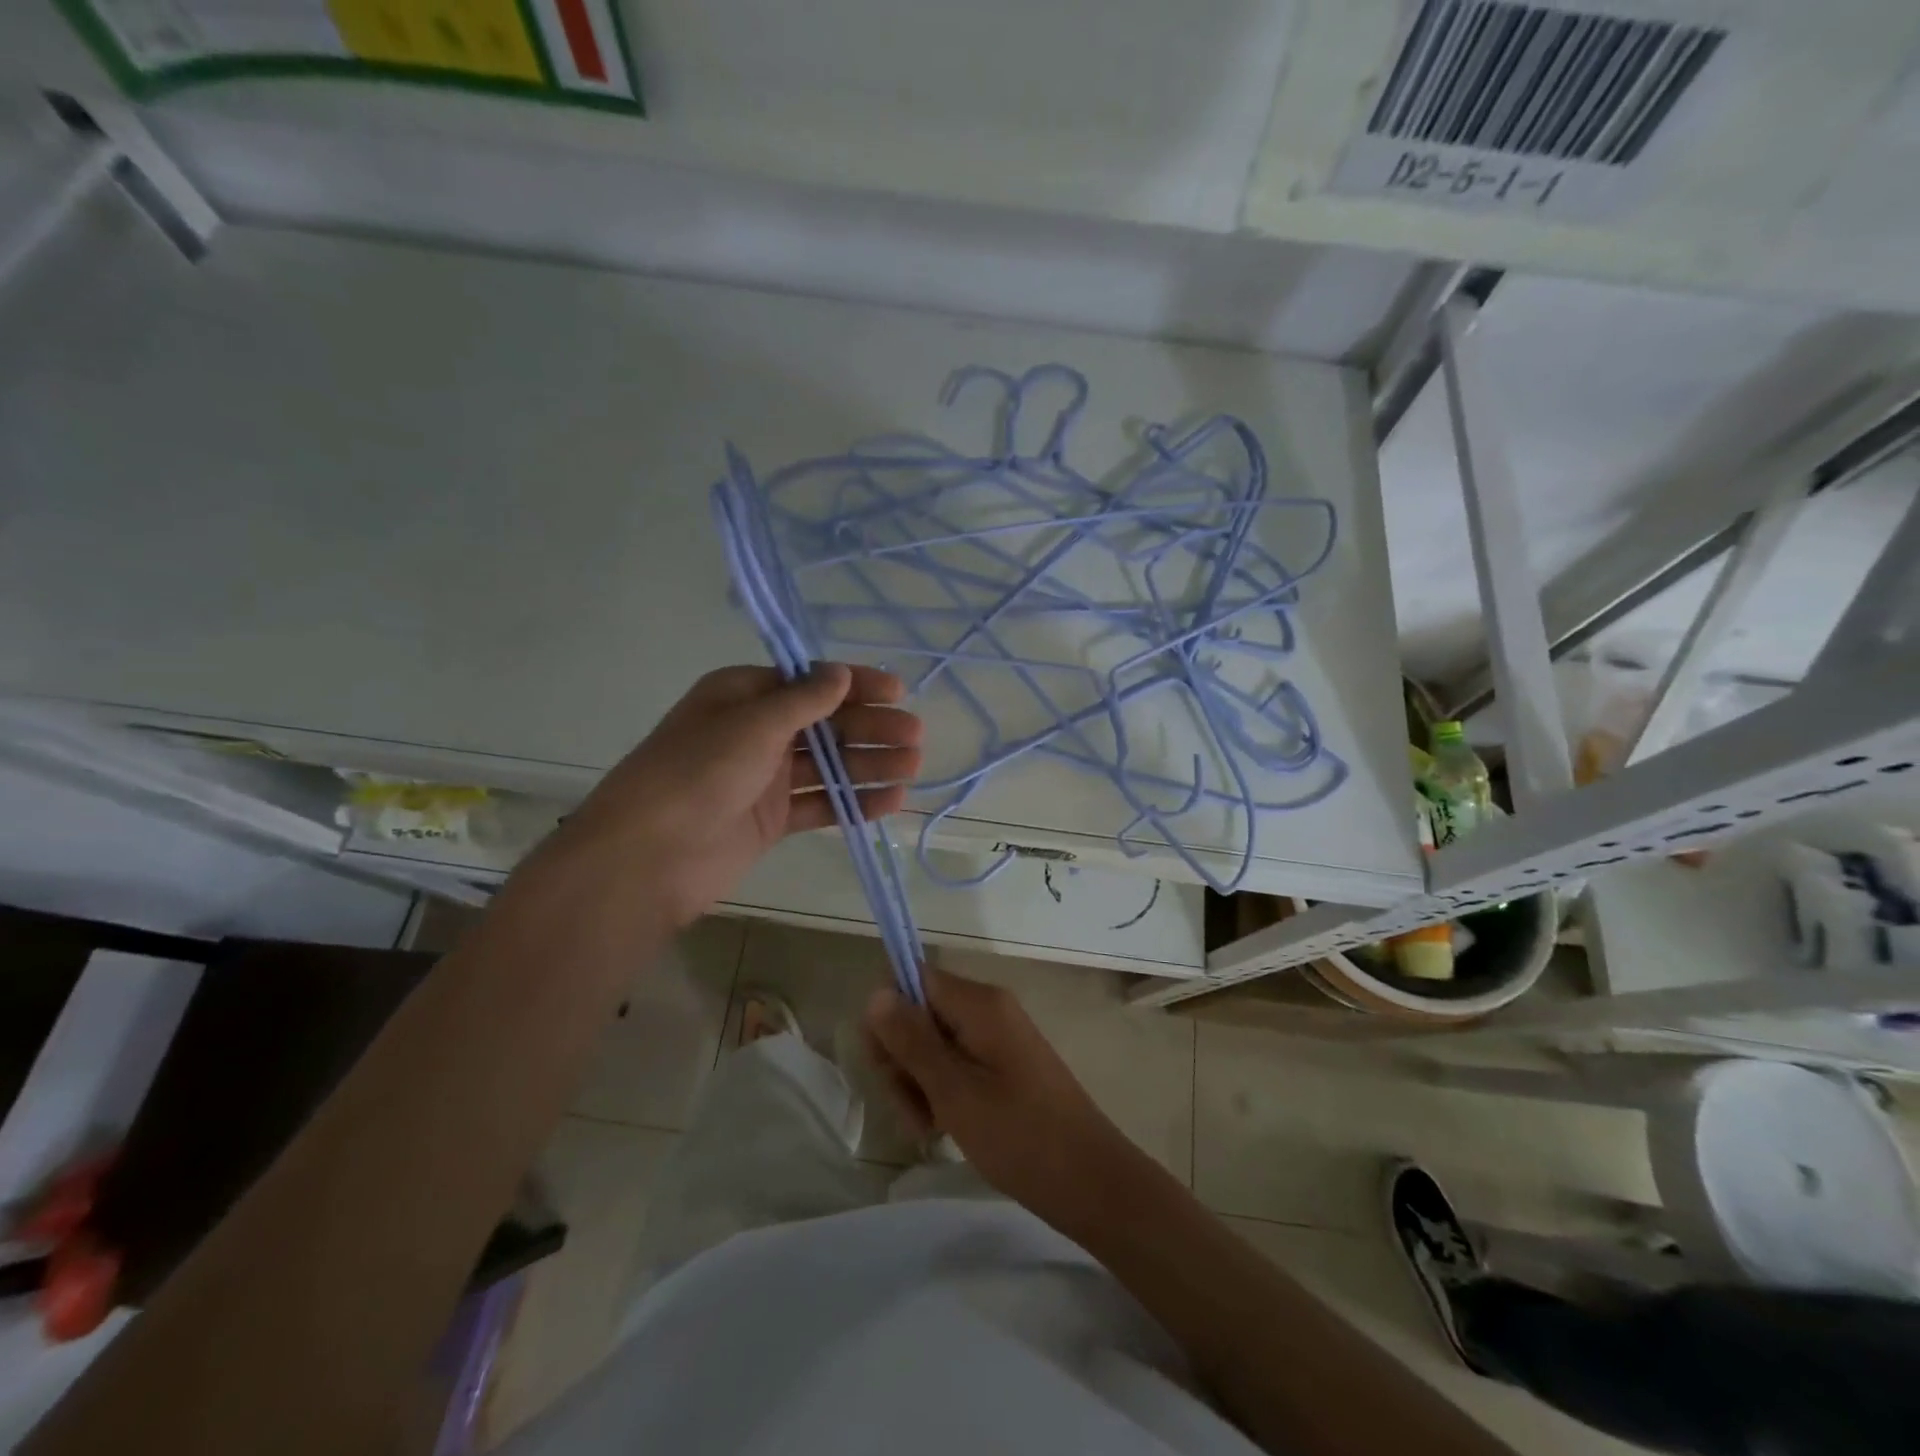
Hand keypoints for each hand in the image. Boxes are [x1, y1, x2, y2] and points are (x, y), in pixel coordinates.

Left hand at [531, 664, 921, 928]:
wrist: (649, 857)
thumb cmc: (698, 772)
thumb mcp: (752, 724)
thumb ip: (803, 700)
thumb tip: (839, 673)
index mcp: (743, 695)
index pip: (809, 682)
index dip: (854, 684)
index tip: (898, 691)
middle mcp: (755, 731)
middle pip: (824, 724)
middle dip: (870, 728)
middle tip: (915, 736)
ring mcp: (764, 777)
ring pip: (827, 765)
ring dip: (869, 765)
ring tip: (913, 767)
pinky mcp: (771, 819)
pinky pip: (820, 804)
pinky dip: (853, 802)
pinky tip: (889, 801)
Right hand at [864, 969, 1144, 1232]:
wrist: (1090, 1181)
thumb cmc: (1020, 1136)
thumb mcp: (954, 1091)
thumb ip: (911, 1041)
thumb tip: (875, 992)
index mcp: (979, 1003)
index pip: (912, 978)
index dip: (888, 1016)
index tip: (885, 1066)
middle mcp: (987, 1009)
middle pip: (919, 1013)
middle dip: (902, 1059)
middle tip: (911, 1111)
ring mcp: (997, 1037)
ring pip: (933, 1044)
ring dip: (918, 1083)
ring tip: (928, 1128)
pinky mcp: (1002, 1065)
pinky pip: (955, 1064)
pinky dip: (941, 1092)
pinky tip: (942, 1128)